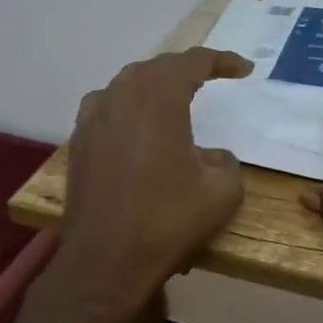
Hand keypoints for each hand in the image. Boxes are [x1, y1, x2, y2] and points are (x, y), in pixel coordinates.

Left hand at [59, 48, 252, 297]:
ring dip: (154, 83)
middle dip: (187, 68)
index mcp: (159, 100)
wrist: (105, 261)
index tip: (244, 70)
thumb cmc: (167, 221)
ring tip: (175, 95)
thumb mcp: (222, 192)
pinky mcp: (78, 142)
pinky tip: (136, 123)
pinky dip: (128, 104)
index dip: (221, 60)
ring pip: (127, 83)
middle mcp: (121, 98)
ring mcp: (93, 119)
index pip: (192, 62)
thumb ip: (225, 161)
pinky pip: (106, 105)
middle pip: (157, 67)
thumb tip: (211, 156)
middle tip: (212, 76)